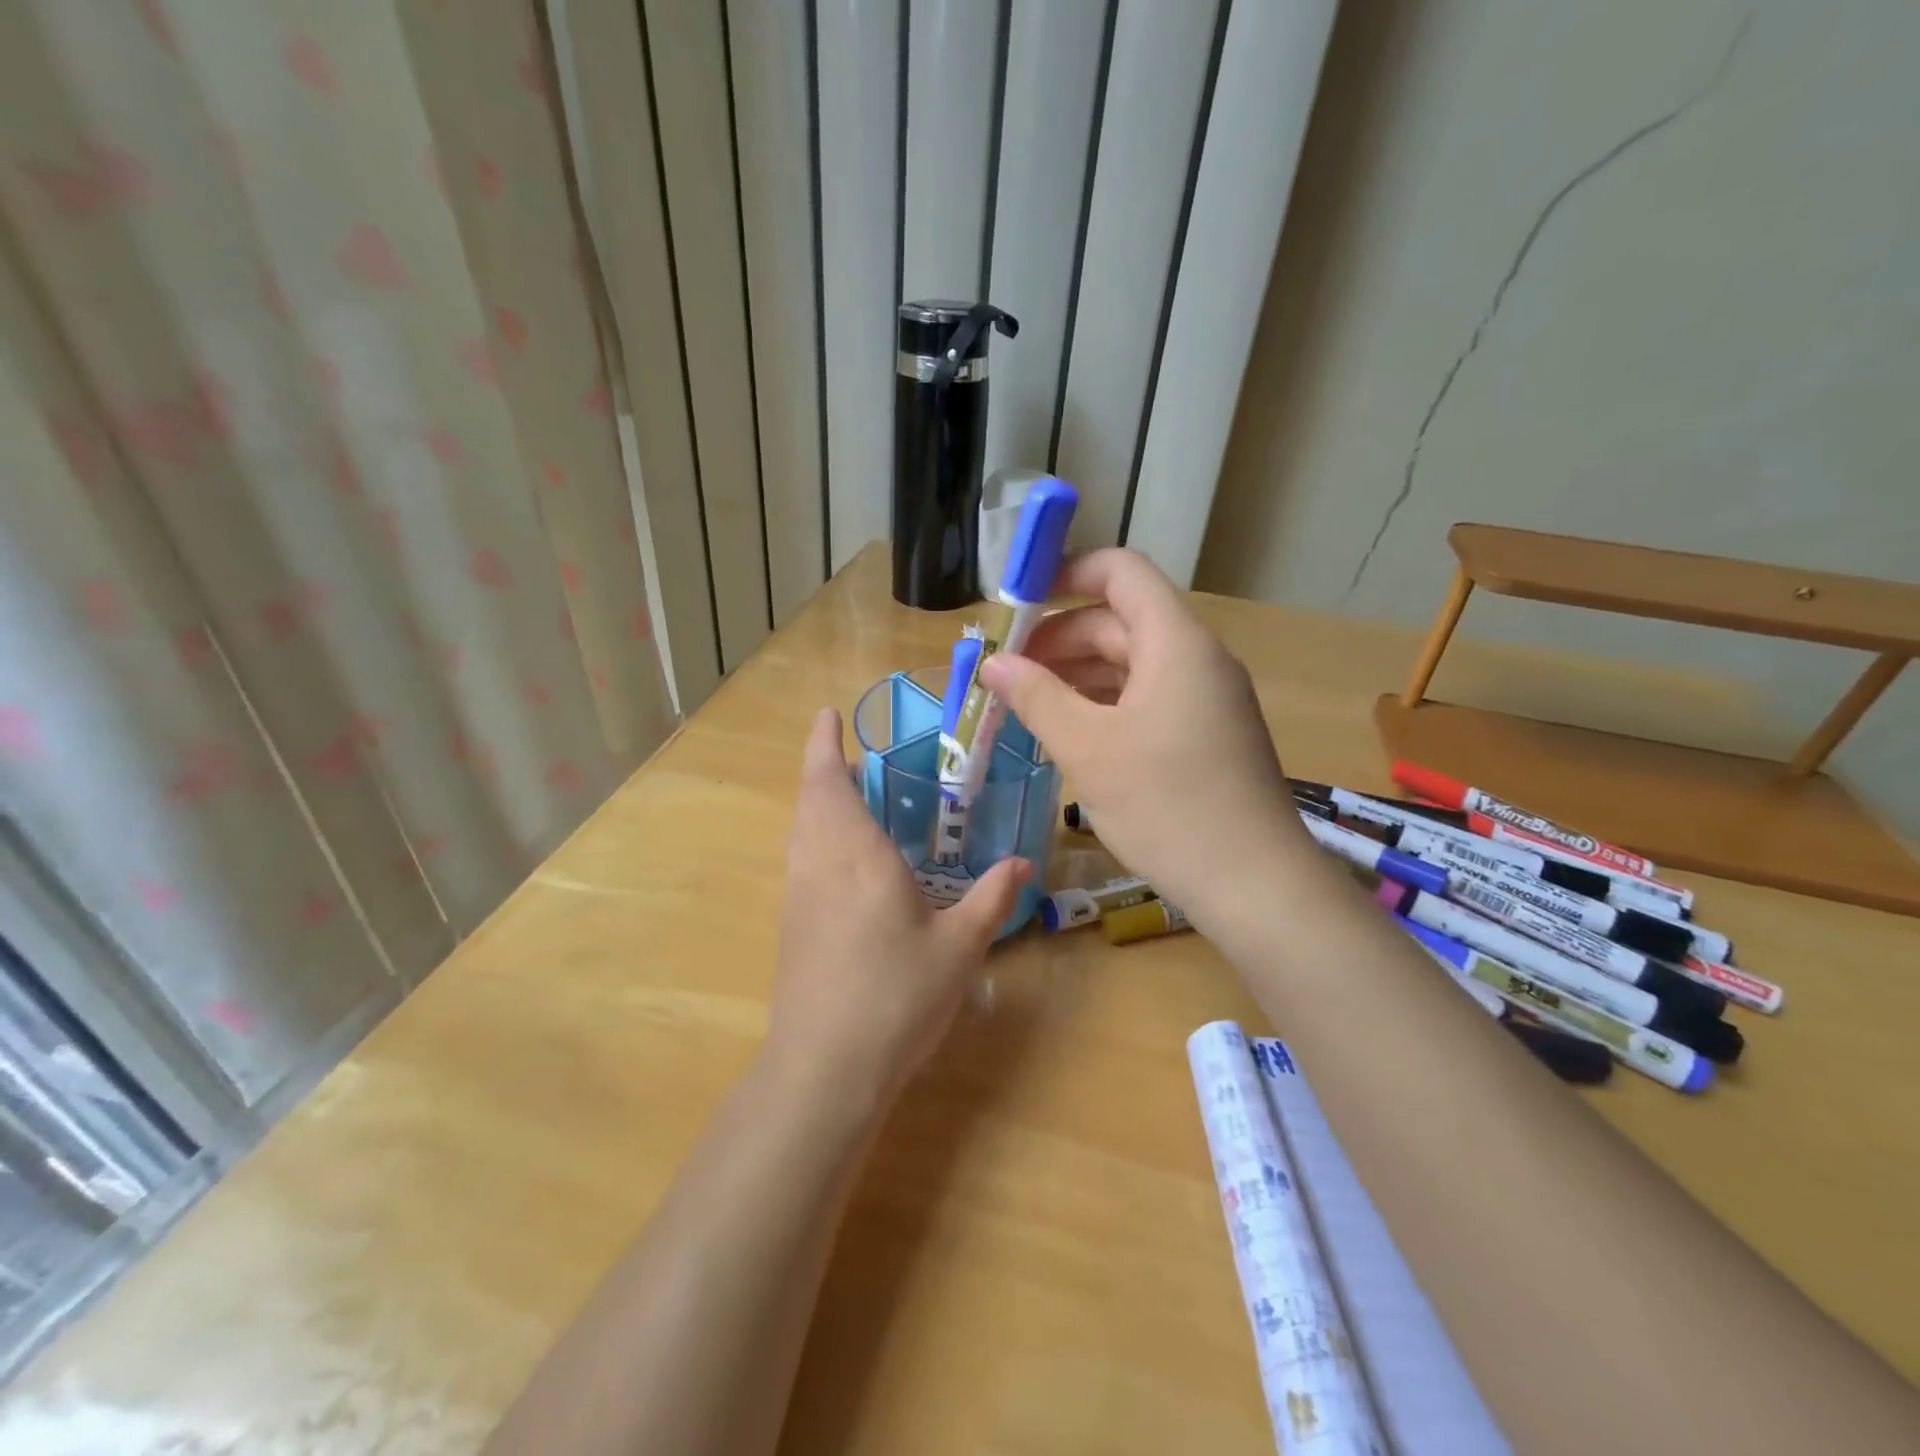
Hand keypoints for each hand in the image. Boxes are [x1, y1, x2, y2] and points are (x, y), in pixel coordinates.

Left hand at [765, 708, 1029, 1114]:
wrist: (824, 1068)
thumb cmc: (895, 997)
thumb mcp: (958, 948)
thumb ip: (991, 899)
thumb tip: (1024, 864)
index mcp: (856, 856)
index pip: (829, 782)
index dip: (823, 744)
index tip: (826, 714)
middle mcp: (818, 865)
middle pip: (810, 799)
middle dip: (825, 768)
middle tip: (859, 757)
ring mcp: (798, 896)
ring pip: (801, 829)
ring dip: (819, 802)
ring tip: (854, 798)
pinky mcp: (791, 926)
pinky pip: (802, 859)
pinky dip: (818, 836)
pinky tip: (846, 861)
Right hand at [976, 549, 1310, 923]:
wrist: (1254, 885)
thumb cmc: (1167, 806)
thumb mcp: (1089, 749)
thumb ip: (1037, 697)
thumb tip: (993, 663)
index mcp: (1175, 643)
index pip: (1121, 572)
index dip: (1066, 575)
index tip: (1017, 605)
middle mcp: (1196, 658)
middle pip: (1119, 621)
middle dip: (1059, 638)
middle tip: (1006, 671)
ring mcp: (1206, 698)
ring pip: (1131, 664)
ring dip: (1077, 674)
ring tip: (1026, 702)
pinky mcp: (1206, 734)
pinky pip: (1146, 698)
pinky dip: (1104, 704)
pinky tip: (1069, 731)